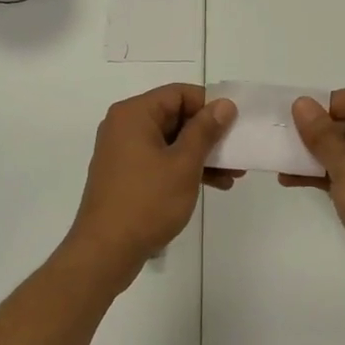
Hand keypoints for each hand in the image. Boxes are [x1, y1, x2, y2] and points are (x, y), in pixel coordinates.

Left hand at [65, 84, 239, 287]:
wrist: (105, 252)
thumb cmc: (147, 202)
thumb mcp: (184, 164)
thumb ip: (205, 131)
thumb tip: (224, 104)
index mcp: (134, 114)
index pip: (179, 93)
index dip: (209, 106)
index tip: (234, 125)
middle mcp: (125, 125)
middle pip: (175, 116)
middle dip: (209, 134)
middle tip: (238, 151)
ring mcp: (123, 151)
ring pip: (170, 141)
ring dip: (201, 154)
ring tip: (233, 174)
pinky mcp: (126, 173)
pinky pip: (160, 159)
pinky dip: (184, 167)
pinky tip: (213, 184)